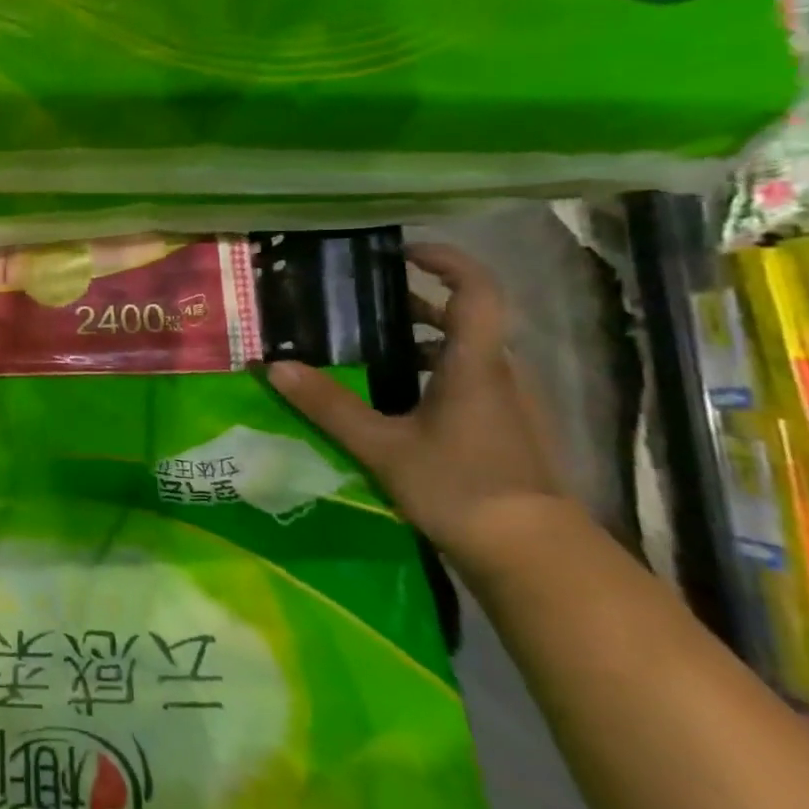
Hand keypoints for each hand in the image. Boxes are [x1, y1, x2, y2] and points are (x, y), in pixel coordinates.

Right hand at [267, 243, 571, 573]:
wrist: (535, 557)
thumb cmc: (460, 487)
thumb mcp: (382, 447)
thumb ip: (329, 406)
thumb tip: (274, 366)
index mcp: (474, 364)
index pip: (477, 289)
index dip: (446, 260)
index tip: (404, 252)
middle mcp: (499, 374)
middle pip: (466, 319)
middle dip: (419, 303)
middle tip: (368, 306)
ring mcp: (510, 405)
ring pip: (467, 354)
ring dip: (426, 342)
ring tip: (374, 353)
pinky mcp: (509, 433)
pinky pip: (471, 384)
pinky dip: (436, 375)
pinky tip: (400, 404)